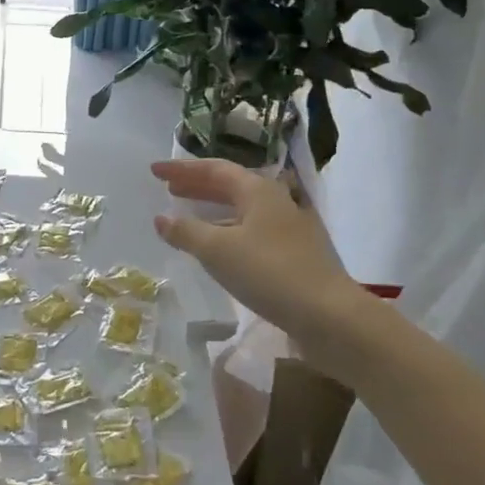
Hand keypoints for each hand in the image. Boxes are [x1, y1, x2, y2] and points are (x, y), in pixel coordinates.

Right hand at [151, 157, 374, 347]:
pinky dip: (229, 230)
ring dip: (213, 209)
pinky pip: (253, 230)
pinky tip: (220, 248)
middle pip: (231, 185)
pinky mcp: (296, 254)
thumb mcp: (217, 250)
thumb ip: (186, 231)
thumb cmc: (269, 272)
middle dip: (197, 186)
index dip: (182, 169)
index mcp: (258, 190)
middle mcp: (276, 201)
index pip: (214, 169)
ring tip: (188, 216)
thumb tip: (161, 218)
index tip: (155, 170)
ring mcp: (290, 227)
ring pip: (243, 209)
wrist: (330, 315)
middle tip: (169, 189)